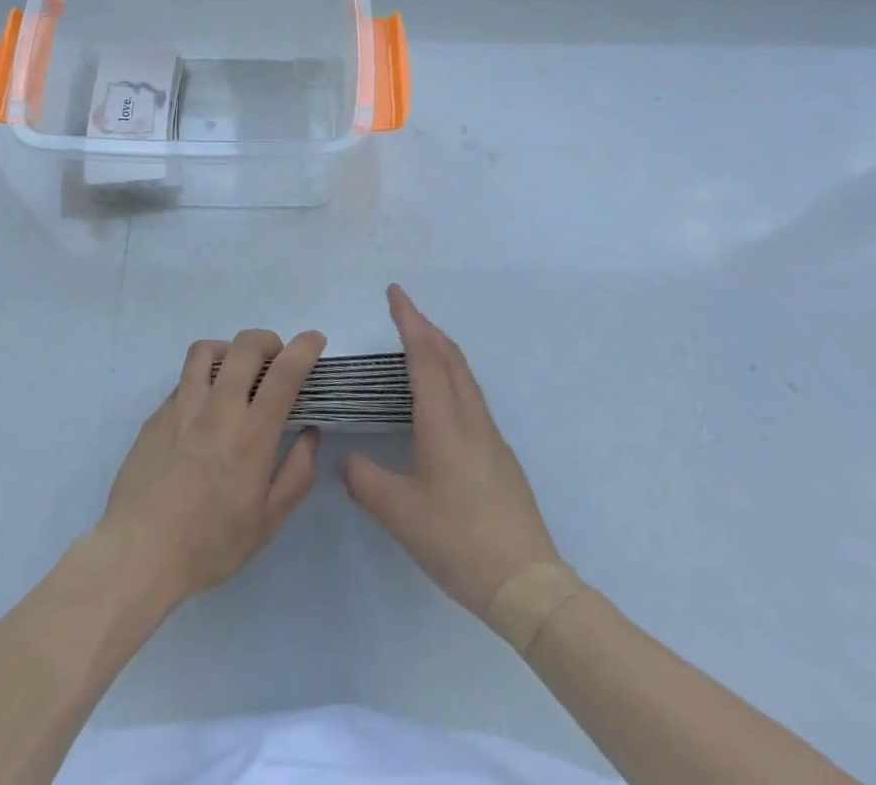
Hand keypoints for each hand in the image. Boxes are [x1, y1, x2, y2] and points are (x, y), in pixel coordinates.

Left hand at [98, 328, 325, 604]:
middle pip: (245, 346)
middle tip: (277, 358)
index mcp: (251, 434)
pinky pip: (184, 379)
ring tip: (237, 371)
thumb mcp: (267, 522)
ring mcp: (183, 405)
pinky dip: (203, 378)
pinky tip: (205, 408)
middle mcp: (218, 408)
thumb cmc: (210, 543)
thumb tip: (310, 434)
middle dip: (269, 340)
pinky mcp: (158, 413)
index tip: (315, 339)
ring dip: (230, 350)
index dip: (304, 347)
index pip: (284, 372)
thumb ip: (296, 474)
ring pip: (207, 350)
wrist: (139, 551)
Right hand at [345, 285, 561, 617]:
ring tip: (418, 344)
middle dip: (425, 326)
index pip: (424, 356)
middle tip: (402, 310)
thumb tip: (347, 459)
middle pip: (450, 356)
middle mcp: (470, 418)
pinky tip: (440, 399)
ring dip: (441, 349)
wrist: (527, 583)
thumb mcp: (399, 514)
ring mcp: (490, 436)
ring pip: (464, 375)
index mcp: (443, 421)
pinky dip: (451, 375)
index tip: (395, 292)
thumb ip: (365, 480)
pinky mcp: (500, 456)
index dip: (408, 320)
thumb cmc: (458, 540)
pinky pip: (471, 396)